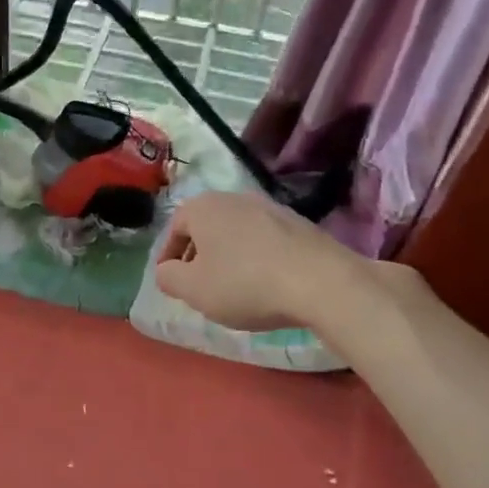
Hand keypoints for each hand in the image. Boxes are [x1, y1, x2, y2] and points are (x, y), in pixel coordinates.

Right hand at [153, 190, 371, 334]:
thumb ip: (168, 278)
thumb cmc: (244, 284)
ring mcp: (271, 207)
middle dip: (199, 256)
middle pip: (206, 228)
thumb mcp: (193, 290)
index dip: (168, 259)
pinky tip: (266, 284)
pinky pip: (265, 240)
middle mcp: (234, 197)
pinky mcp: (300, 223)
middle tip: (200, 286)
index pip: (173, 230)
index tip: (172, 283)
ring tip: (234, 288)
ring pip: (236, 233)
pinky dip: (257, 258)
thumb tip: (166, 271)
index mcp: (202, 207)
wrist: (322, 282)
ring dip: (229, 257)